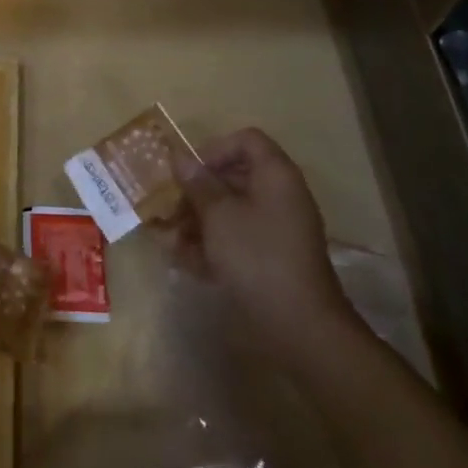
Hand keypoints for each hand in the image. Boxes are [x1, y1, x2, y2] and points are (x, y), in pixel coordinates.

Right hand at [169, 128, 357, 366]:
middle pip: (233, 176)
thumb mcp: (218, 215)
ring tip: (168, 239)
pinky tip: (184, 260)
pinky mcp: (270, 258)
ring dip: (197, 220)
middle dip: (197, 191)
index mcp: (275, 176)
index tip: (189, 173)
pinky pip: (236, 239)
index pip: (246, 141)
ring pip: (230, 210)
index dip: (214, 149)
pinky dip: (211, 245)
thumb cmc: (256, 257)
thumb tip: (179, 157)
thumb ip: (197, 183)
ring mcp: (276, 229)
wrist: (298, 326)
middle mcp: (279, 196)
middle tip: (169, 207)